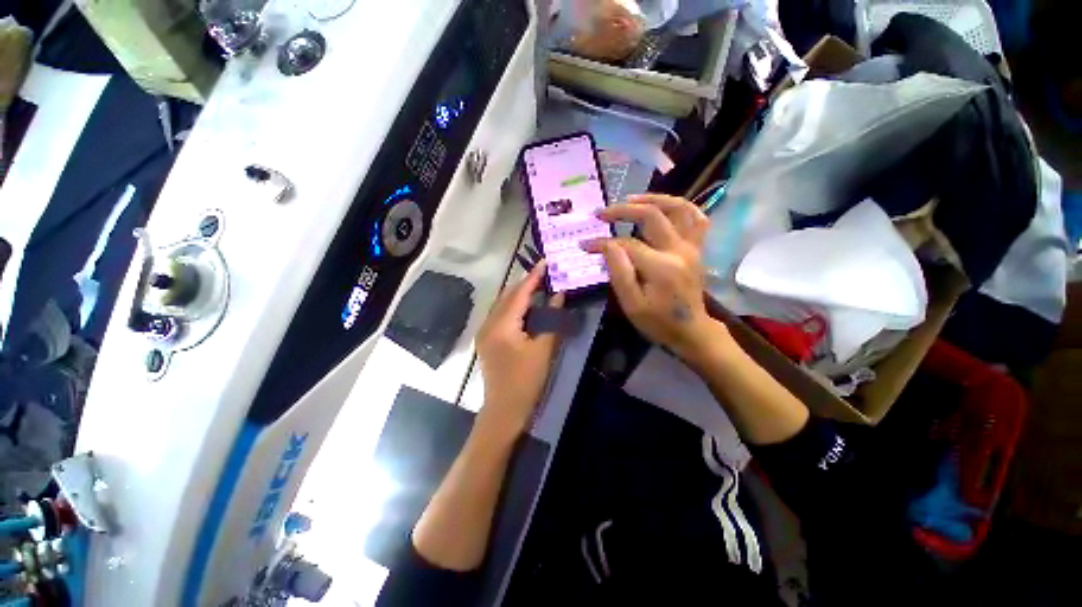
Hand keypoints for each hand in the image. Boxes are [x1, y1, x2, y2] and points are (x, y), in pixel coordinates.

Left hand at [476, 261, 563, 438]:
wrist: (503, 411)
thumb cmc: (525, 382)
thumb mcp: (543, 350)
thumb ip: (551, 321)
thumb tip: (559, 296)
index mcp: (501, 325)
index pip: (519, 294)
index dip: (533, 277)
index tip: (545, 261)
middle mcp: (488, 324)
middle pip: (507, 296)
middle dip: (525, 283)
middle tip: (544, 273)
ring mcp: (485, 332)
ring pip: (503, 305)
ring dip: (519, 295)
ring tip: (538, 286)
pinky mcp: (487, 340)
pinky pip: (501, 315)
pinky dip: (514, 307)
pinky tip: (527, 307)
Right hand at [584, 194, 724, 359]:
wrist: (691, 331)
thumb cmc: (657, 322)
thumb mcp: (631, 305)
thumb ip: (619, 272)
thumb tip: (606, 245)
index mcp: (661, 267)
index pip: (626, 244)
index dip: (602, 242)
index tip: (585, 244)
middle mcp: (679, 250)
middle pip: (652, 216)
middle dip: (623, 210)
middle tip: (601, 213)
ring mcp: (692, 247)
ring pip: (679, 208)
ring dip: (653, 198)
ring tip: (630, 199)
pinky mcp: (697, 248)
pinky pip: (697, 218)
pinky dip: (681, 207)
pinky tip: (664, 206)